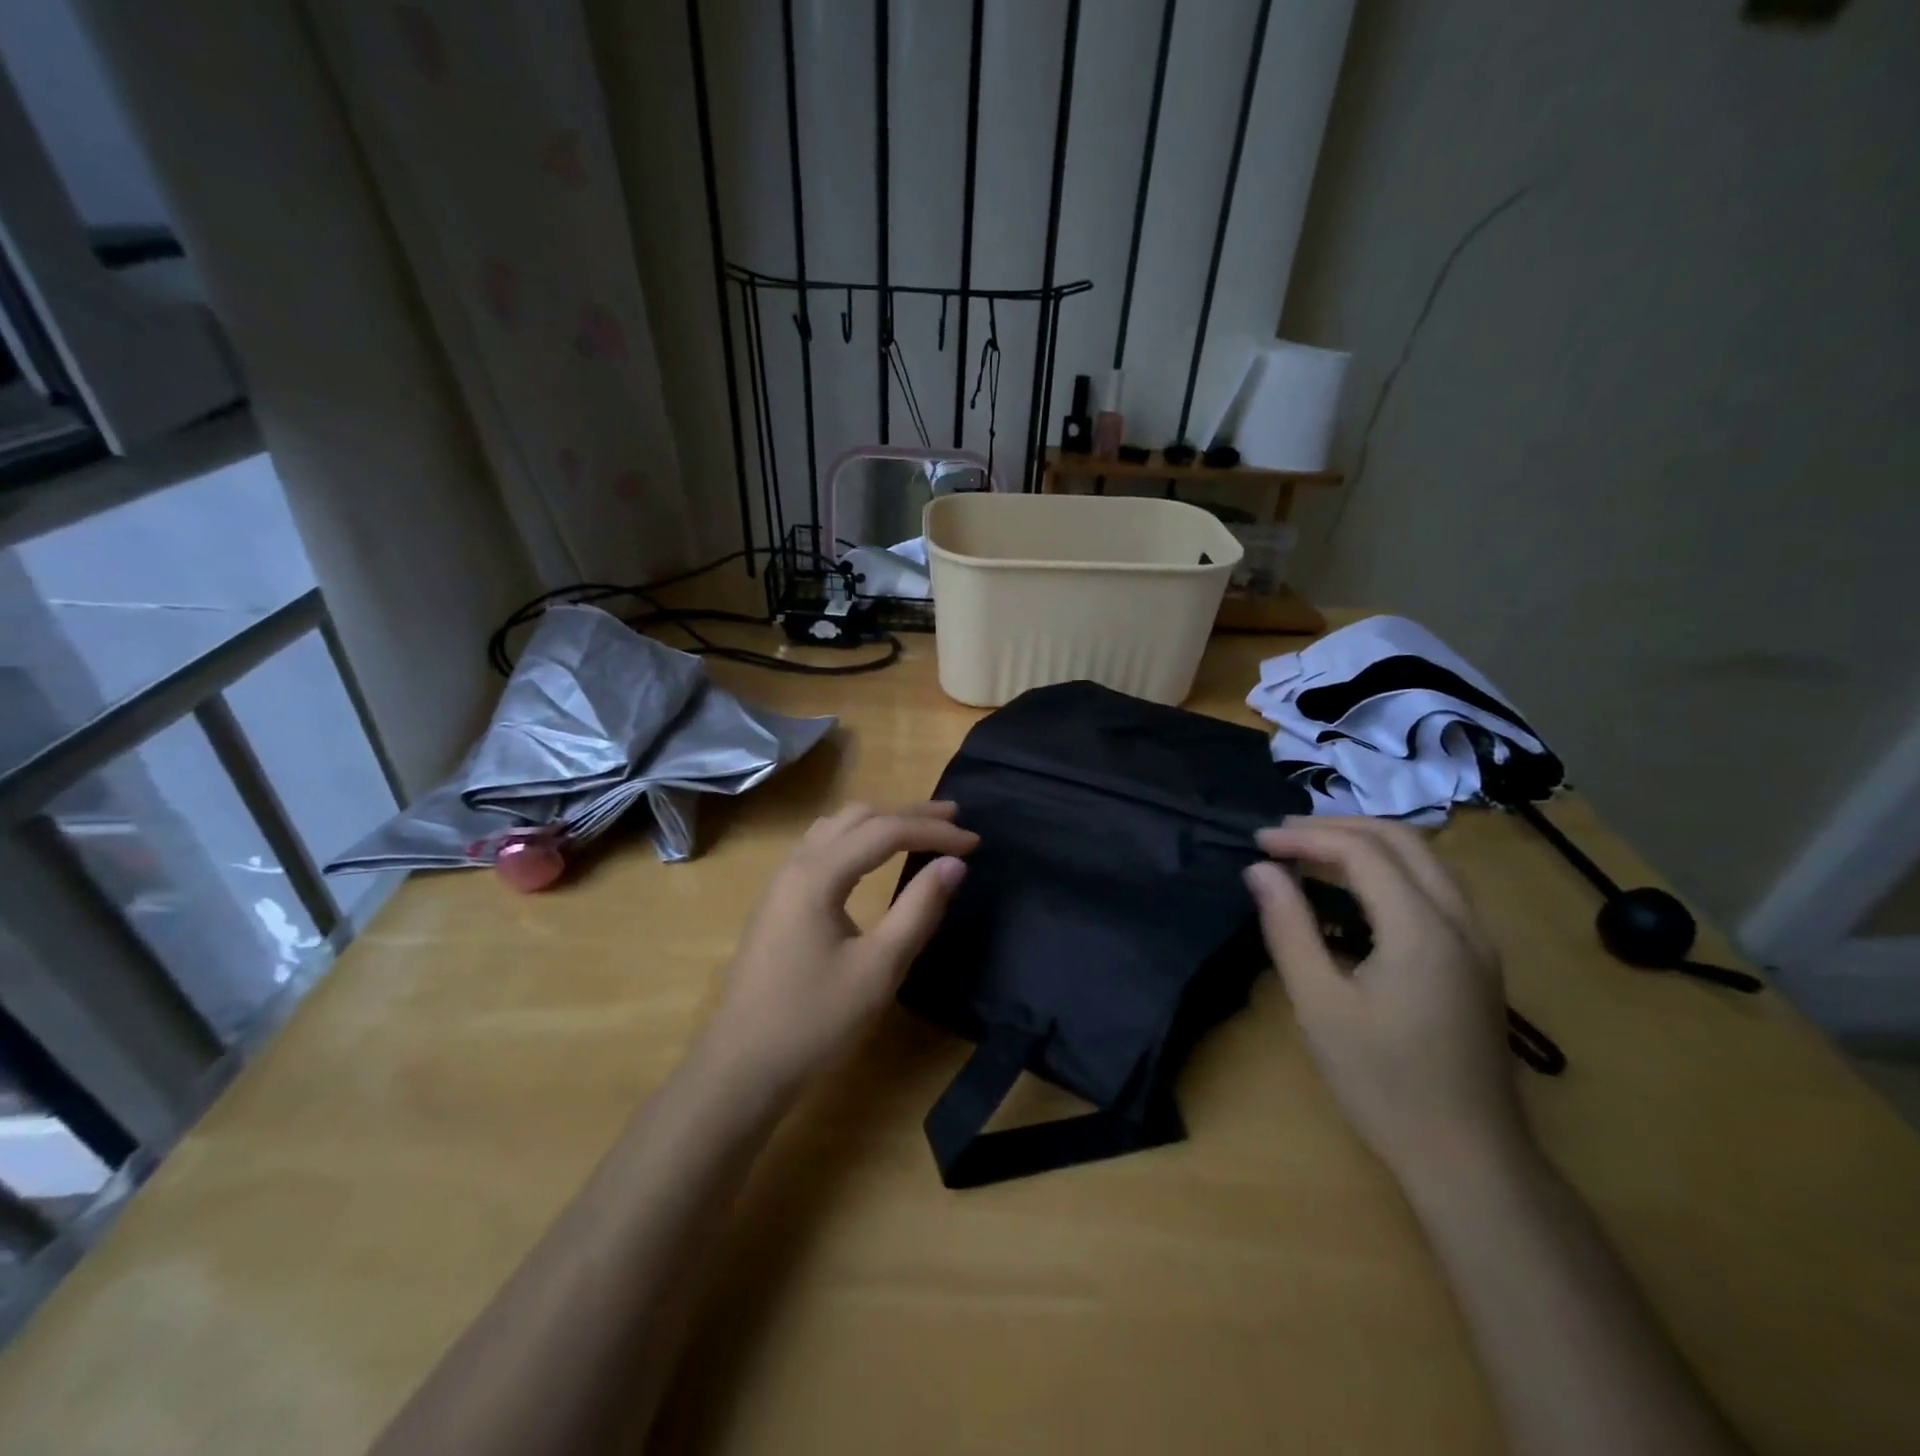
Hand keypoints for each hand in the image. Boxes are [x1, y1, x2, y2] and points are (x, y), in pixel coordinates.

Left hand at [701, 801, 976, 1096]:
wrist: (742, 1066)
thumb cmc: (815, 1020)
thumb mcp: (879, 969)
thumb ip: (919, 910)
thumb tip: (954, 865)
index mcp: (818, 875)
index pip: (886, 831)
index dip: (934, 831)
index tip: (974, 842)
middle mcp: (796, 864)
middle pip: (859, 817)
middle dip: (909, 814)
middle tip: (954, 818)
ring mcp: (782, 881)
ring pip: (836, 826)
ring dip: (881, 820)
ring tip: (919, 827)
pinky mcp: (779, 900)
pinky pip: (822, 845)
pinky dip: (858, 837)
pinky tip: (872, 854)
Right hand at [1244, 817, 1529, 1183]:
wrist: (1469, 1158)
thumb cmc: (1383, 1082)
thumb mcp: (1319, 1004)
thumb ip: (1288, 927)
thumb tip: (1260, 870)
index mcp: (1422, 929)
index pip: (1362, 852)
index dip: (1306, 838)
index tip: (1259, 843)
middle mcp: (1461, 921)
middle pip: (1403, 840)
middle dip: (1339, 827)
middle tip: (1284, 837)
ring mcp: (1478, 941)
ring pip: (1426, 860)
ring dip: (1367, 843)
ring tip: (1312, 852)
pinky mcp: (1478, 960)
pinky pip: (1435, 887)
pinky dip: (1390, 869)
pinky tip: (1355, 891)